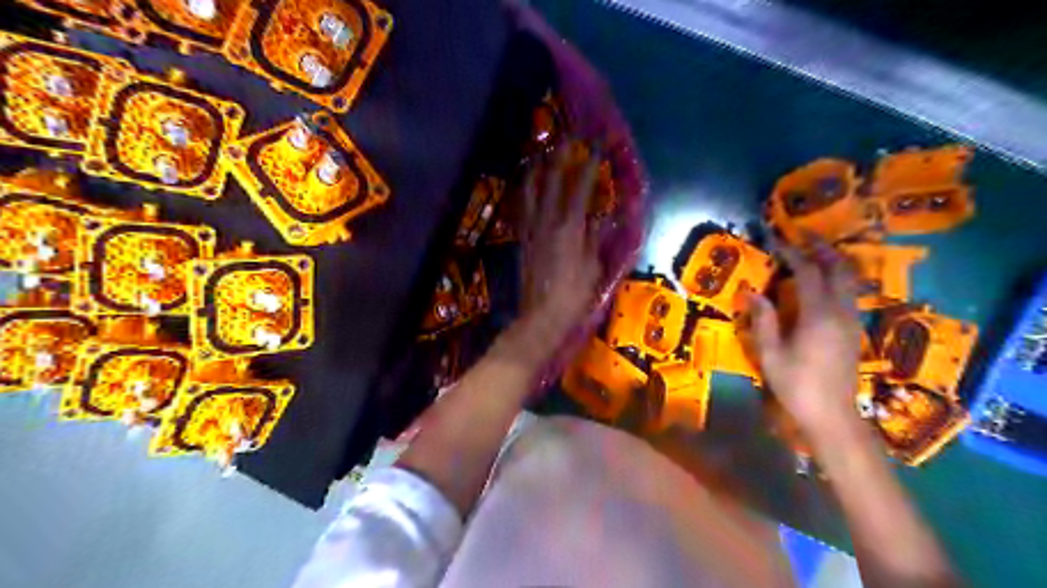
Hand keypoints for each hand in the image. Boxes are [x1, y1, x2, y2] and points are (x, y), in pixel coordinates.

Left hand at [511, 143, 600, 359]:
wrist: (541, 318)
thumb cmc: (574, 297)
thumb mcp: (594, 268)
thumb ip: (596, 239)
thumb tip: (601, 216)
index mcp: (570, 228)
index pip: (580, 188)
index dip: (589, 165)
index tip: (596, 145)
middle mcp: (547, 222)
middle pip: (552, 182)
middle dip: (561, 157)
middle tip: (567, 138)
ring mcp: (531, 230)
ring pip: (531, 193)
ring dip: (537, 171)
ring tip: (540, 154)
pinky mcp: (522, 241)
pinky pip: (522, 210)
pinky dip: (525, 194)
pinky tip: (526, 187)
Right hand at [749, 238, 862, 436]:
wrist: (832, 415)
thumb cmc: (796, 384)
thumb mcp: (770, 353)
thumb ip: (763, 319)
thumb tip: (752, 291)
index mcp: (818, 315)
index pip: (807, 272)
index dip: (792, 252)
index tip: (776, 240)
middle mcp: (840, 311)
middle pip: (838, 268)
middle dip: (820, 248)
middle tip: (801, 237)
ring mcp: (851, 320)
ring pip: (848, 279)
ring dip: (831, 262)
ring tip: (811, 254)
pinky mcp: (854, 330)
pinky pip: (848, 293)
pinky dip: (836, 278)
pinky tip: (820, 284)